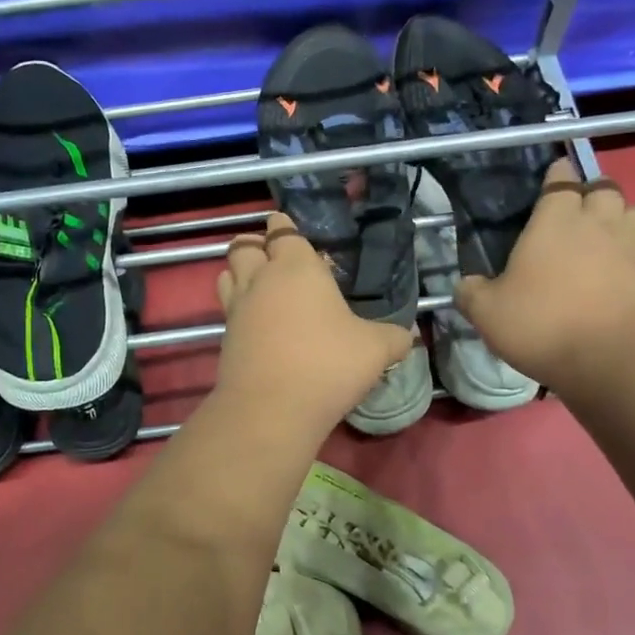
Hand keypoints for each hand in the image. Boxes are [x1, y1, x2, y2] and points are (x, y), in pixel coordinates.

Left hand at [216, 213, 415, 434]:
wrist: (271, 408)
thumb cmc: (328, 364)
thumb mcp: (375, 350)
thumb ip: (393, 337)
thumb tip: (409, 336)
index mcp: (297, 267)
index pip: (283, 232)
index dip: (284, 227)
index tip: (287, 227)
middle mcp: (261, 279)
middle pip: (244, 246)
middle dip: (255, 245)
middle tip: (270, 255)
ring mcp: (238, 308)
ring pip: (227, 273)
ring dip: (239, 272)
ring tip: (258, 284)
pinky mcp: (226, 337)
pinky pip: (228, 308)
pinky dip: (238, 307)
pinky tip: (257, 323)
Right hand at [456, 160, 634, 394]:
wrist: (618, 358)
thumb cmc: (544, 324)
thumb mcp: (488, 313)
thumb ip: (472, 293)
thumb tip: (465, 285)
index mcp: (555, 220)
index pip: (560, 180)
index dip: (557, 176)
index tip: (552, 179)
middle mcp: (599, 222)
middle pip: (604, 189)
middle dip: (592, 194)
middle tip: (578, 212)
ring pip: (633, 213)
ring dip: (620, 218)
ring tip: (606, 237)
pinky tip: (621, 273)